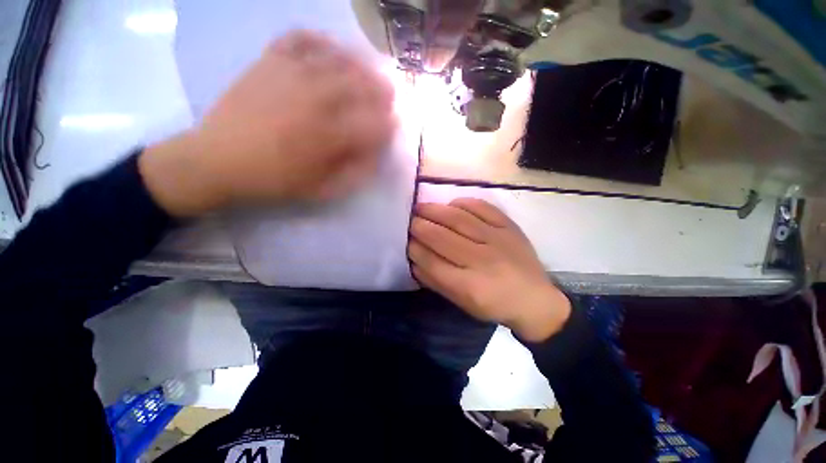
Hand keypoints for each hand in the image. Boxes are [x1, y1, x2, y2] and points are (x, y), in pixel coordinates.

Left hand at [139, 30, 394, 216]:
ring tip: (368, 73)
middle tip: (389, 97)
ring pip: (340, 59)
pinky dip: (321, 40)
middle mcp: (318, 99)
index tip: (393, 128)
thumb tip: (376, 155)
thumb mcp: (322, 189)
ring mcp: (293, 74)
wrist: (217, 160)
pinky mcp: (270, 61)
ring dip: (362, 66)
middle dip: (383, 92)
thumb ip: (355, 173)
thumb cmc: (275, 180)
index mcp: (331, 136)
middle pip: (364, 85)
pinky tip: (331, 49)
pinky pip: (301, 38)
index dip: (390, 126)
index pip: (376, 125)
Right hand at [408, 198, 570, 341]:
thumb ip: (435, 281)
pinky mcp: (509, 227)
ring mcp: (497, 239)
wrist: (534, 299)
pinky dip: (463, 203)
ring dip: (435, 210)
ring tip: (421, 207)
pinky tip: (452, 204)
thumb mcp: (461, 302)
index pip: (431, 261)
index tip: (406, 241)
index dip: (414, 248)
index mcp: (468, 286)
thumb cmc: (493, 304)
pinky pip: (482, 207)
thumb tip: (414, 259)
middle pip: (441, 237)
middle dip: (419, 226)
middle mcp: (481, 260)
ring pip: (458, 219)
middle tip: (409, 220)